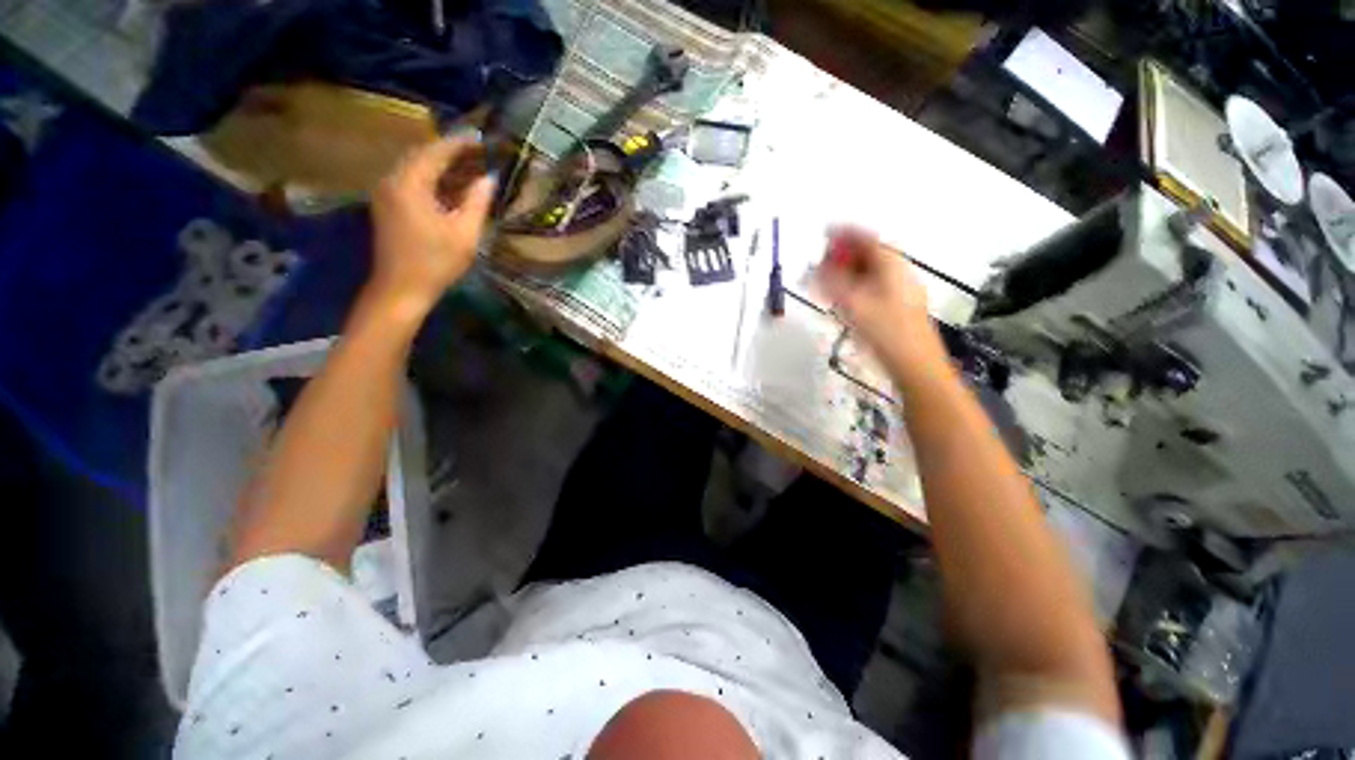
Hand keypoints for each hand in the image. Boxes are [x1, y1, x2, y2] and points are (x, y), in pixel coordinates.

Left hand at [367, 134, 494, 317]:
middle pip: (422, 155)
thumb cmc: (436, 262)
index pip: (435, 152)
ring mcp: (386, 193)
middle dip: (450, 151)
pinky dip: (431, 178)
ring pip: (415, 167)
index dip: (460, 143)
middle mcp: (392, 180)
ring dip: (441, 164)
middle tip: (477, 151)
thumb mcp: (464, 234)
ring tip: (469, 166)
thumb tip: (489, 179)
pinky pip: (410, 180)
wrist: (401, 289)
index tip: (481, 138)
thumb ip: (477, 202)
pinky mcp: (387, 205)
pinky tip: (450, 186)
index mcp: (409, 184)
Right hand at [817, 227, 944, 371]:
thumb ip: (833, 284)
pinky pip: (873, 288)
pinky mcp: (898, 307)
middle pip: (869, 255)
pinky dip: (855, 287)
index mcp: (891, 265)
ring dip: (848, 273)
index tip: (824, 234)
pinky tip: (844, 300)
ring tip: (827, 281)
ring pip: (871, 273)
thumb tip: (816, 269)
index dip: (845, 234)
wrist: (916, 364)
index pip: (867, 239)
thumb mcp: (854, 305)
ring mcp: (900, 291)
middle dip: (844, 256)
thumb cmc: (885, 331)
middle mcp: (898, 273)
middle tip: (821, 263)